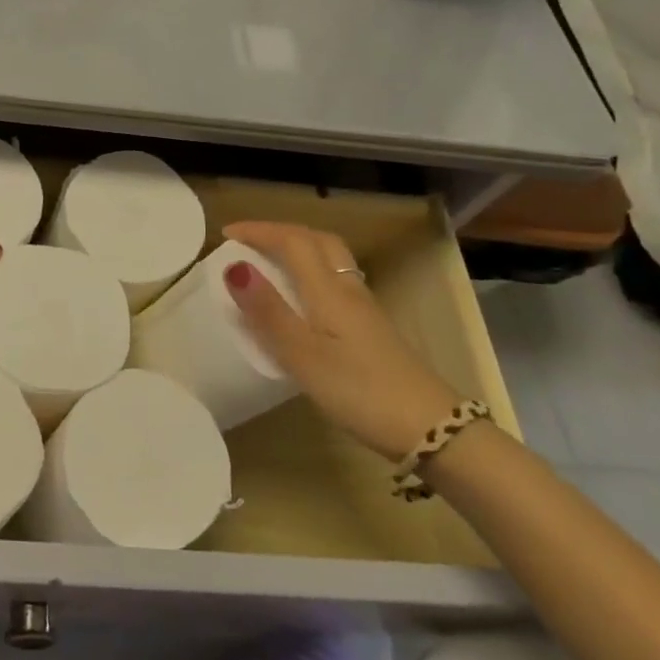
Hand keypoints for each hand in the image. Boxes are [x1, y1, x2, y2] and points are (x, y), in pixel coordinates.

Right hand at [220, 221, 461, 460]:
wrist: (432, 429)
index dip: (258, 230)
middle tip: (250, 241)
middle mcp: (348, 289)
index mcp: (328, 290)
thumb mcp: (303, 355)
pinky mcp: (372, 330)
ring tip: (271, 262)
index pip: (292, 241)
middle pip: (318, 241)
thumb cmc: (360, 391)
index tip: (226, 234)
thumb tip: (234, 267)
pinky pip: (336, 282)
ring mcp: (365, 309)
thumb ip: (268, 311)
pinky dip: (312, 273)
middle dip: (281, 232)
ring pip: (331, 260)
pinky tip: (302, 299)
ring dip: (299, 249)